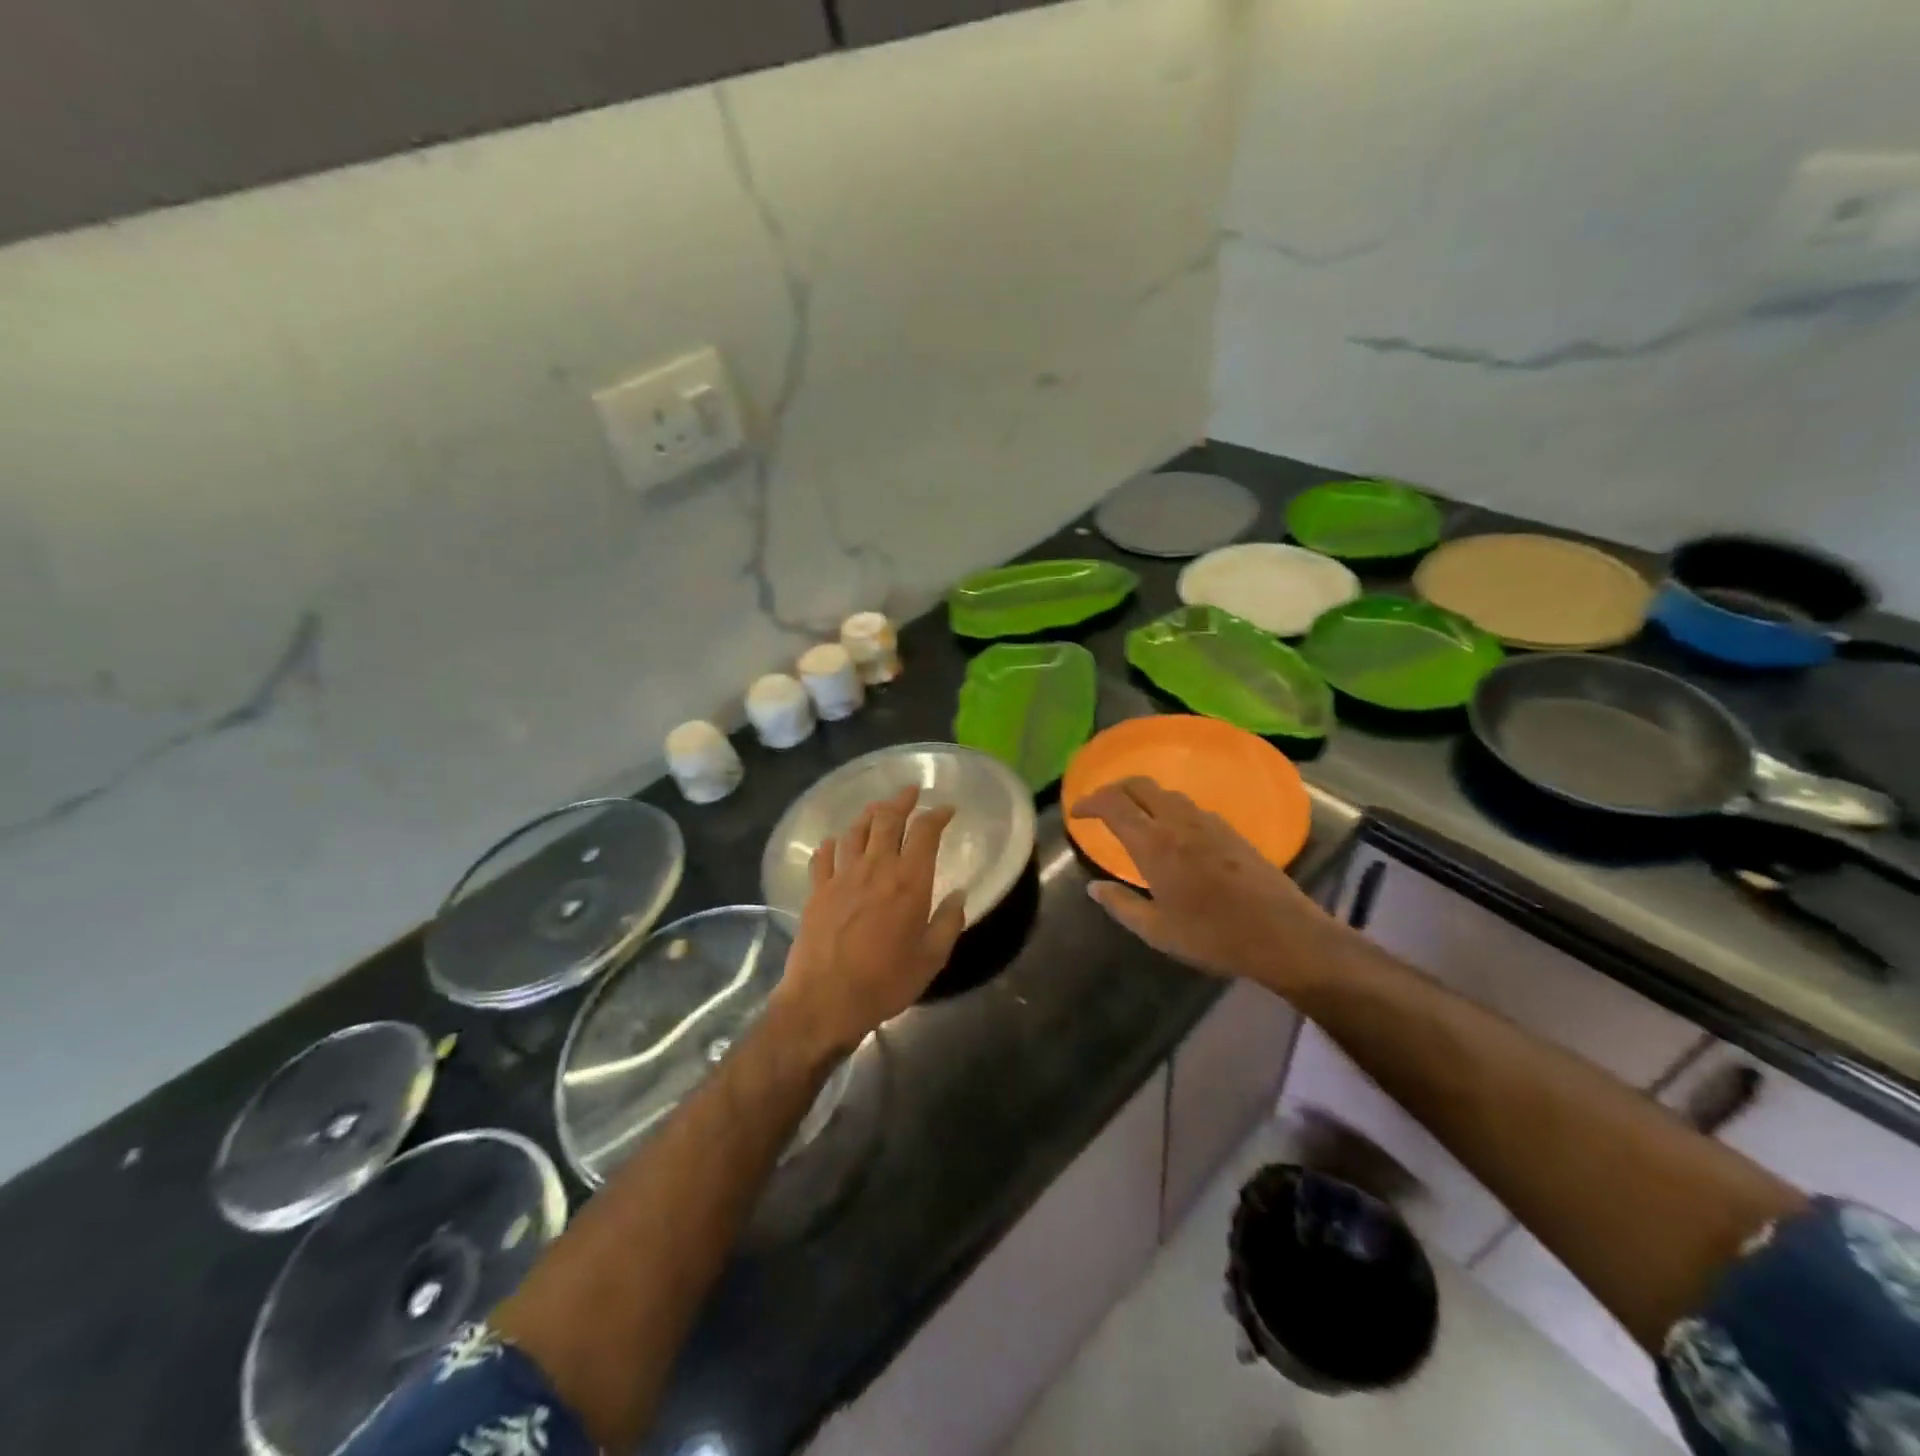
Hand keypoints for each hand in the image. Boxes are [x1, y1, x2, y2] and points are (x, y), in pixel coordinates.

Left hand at [777, 785, 967, 1052]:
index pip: (925, 832)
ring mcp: (842, 876)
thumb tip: (959, 895)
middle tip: (911, 792)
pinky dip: (832, 844)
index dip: (937, 815)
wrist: (825, 999)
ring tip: (877, 809)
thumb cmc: (886, 982)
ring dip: (869, 815)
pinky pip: (823, 856)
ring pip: (855, 831)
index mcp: (909, 881)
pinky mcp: (817, 890)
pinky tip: (835, 843)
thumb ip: (948, 922)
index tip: (947, 810)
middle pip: (887, 819)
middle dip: (902, 801)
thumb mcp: (931, 958)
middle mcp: (876, 868)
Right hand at [1070, 776, 1329, 985]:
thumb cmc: (1214, 937)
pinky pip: (1189, 806)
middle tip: (1100, 807)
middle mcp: (1179, 823)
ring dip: (1142, 797)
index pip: (1113, 804)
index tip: (1076, 813)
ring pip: (1166, 793)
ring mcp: (1208, 822)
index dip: (1090, 802)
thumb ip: (1121, 905)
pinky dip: (1167, 808)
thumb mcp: (1157, 932)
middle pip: (1139, 785)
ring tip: (1133, 818)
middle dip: (1114, 789)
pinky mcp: (1230, 830)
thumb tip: (1094, 886)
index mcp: (1154, 845)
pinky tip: (1172, 833)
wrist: (1283, 935)